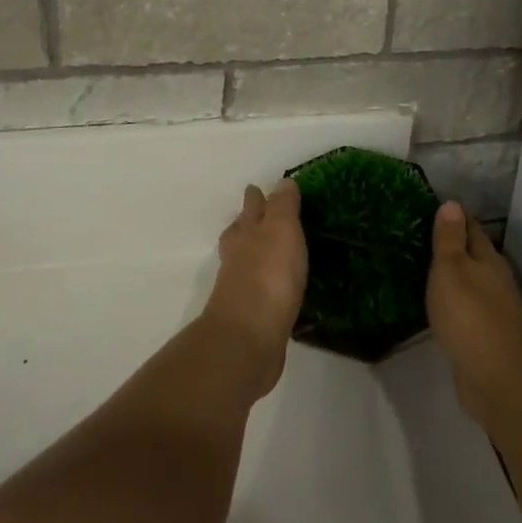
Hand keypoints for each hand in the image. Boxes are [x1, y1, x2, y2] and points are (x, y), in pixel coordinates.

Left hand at [201, 180, 307, 398]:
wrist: (248, 340)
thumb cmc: (268, 277)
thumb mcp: (281, 230)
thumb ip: (282, 207)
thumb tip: (282, 182)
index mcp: (247, 234)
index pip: (251, 209)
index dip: (256, 199)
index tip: (257, 189)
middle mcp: (239, 258)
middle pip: (240, 234)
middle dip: (247, 223)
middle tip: (256, 216)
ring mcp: (241, 289)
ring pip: (245, 263)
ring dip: (254, 254)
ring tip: (268, 251)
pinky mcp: (251, 318)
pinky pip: (259, 292)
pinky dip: (265, 286)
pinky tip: (278, 290)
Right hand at [426, 202, 521, 424]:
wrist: (497, 379)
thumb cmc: (470, 315)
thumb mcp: (452, 269)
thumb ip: (450, 239)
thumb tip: (453, 204)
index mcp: (489, 259)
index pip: (471, 228)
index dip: (453, 217)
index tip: (431, 208)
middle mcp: (495, 281)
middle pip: (473, 256)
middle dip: (452, 246)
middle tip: (419, 238)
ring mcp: (493, 311)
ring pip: (469, 284)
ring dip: (452, 277)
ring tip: (422, 269)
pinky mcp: (485, 338)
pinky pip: (465, 310)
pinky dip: (452, 303)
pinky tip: (436, 306)